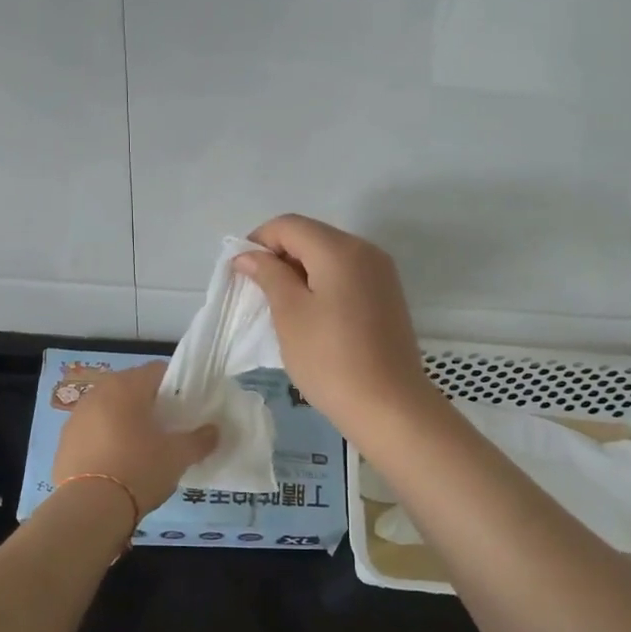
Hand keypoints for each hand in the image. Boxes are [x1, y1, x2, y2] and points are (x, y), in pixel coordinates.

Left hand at [51, 361, 219, 514]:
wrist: (89, 509)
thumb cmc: (139, 470)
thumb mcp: (178, 456)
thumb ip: (199, 440)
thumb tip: (214, 431)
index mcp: (127, 386)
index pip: (158, 370)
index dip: (176, 386)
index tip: (186, 408)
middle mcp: (98, 393)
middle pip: (131, 388)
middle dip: (149, 404)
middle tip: (166, 428)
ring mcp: (76, 416)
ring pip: (109, 409)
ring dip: (124, 421)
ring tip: (140, 448)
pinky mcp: (63, 442)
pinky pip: (91, 432)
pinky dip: (104, 440)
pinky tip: (115, 464)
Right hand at [235, 215, 440, 437]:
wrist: (389, 406)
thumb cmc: (330, 359)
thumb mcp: (290, 314)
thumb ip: (268, 275)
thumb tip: (248, 255)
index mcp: (340, 249)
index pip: (289, 225)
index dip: (259, 241)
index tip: (241, 273)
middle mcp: (365, 250)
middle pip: (312, 236)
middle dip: (280, 255)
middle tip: (258, 292)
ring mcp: (381, 273)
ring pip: (330, 255)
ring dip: (300, 270)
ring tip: (282, 307)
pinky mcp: (387, 296)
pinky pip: (347, 275)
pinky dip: (323, 283)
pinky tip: (312, 315)